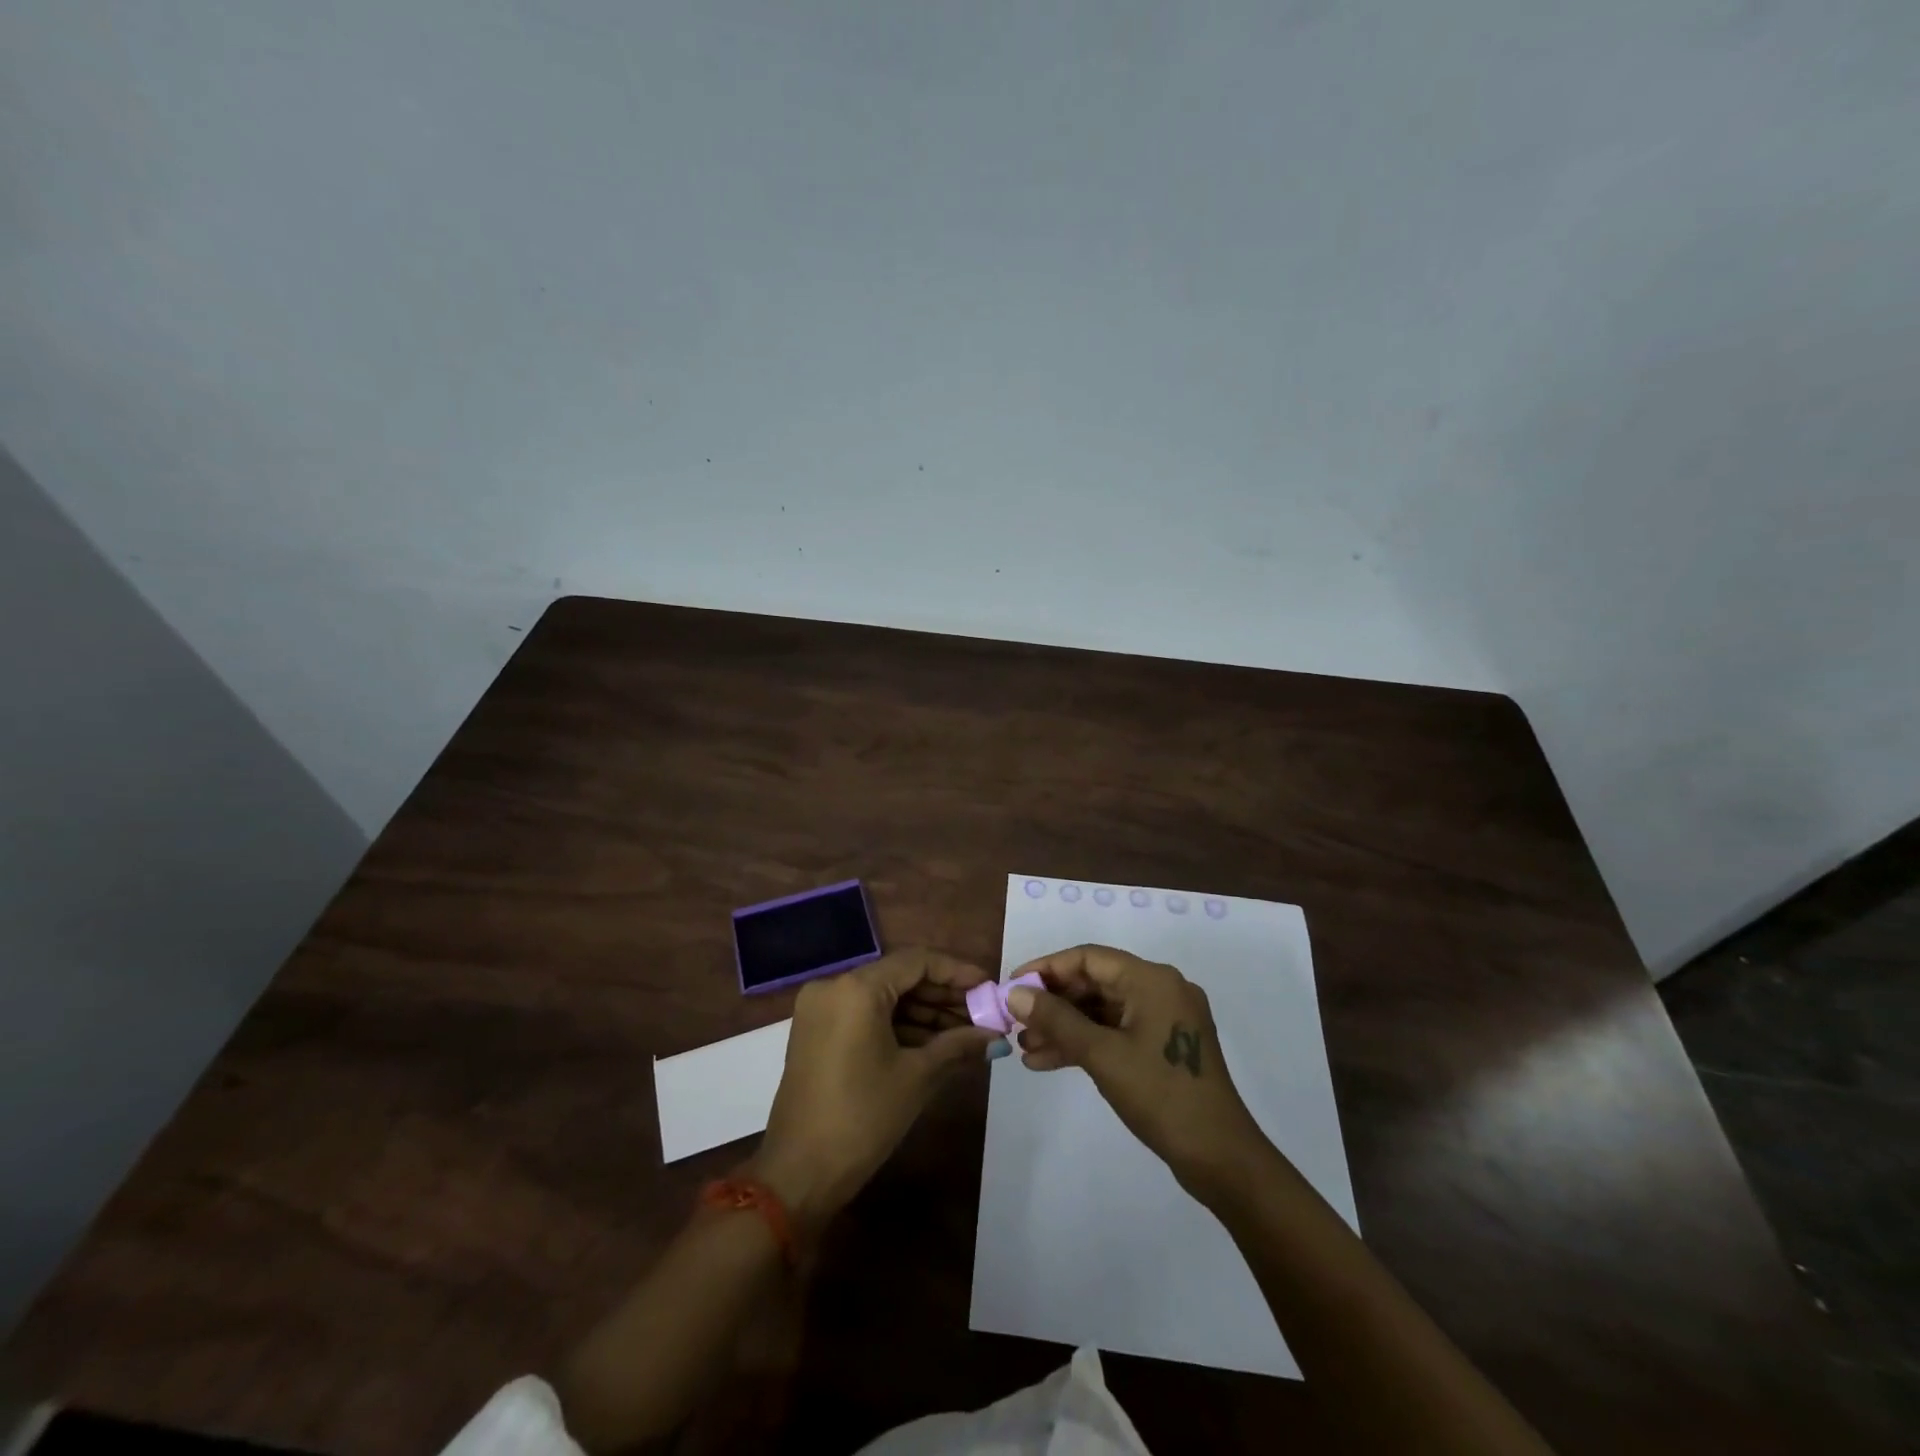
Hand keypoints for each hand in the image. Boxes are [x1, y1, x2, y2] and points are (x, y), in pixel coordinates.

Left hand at [749, 949, 997, 1228]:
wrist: (798, 1174)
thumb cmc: (862, 1118)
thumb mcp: (916, 1077)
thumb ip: (958, 1045)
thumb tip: (995, 1035)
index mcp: (857, 989)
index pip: (916, 961)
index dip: (957, 972)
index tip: (989, 987)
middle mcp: (834, 986)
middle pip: (899, 977)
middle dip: (943, 995)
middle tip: (983, 1013)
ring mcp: (821, 1009)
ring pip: (884, 997)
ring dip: (923, 1012)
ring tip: (966, 1032)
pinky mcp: (817, 1031)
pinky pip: (865, 1015)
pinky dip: (898, 1026)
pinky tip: (934, 1043)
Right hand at [1009, 944, 1269, 1194]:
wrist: (1220, 1158)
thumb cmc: (1161, 1095)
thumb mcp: (1101, 1055)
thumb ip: (1056, 1020)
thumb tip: (1015, 993)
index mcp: (1152, 980)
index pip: (1089, 958)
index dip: (1047, 968)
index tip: (1013, 986)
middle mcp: (1161, 989)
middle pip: (1095, 983)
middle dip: (1054, 1003)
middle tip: (1016, 1022)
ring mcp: (1165, 1019)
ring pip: (1103, 1011)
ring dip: (1065, 1027)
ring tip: (1025, 1048)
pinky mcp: (1164, 1046)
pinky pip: (1116, 1032)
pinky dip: (1086, 1043)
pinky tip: (1049, 1061)